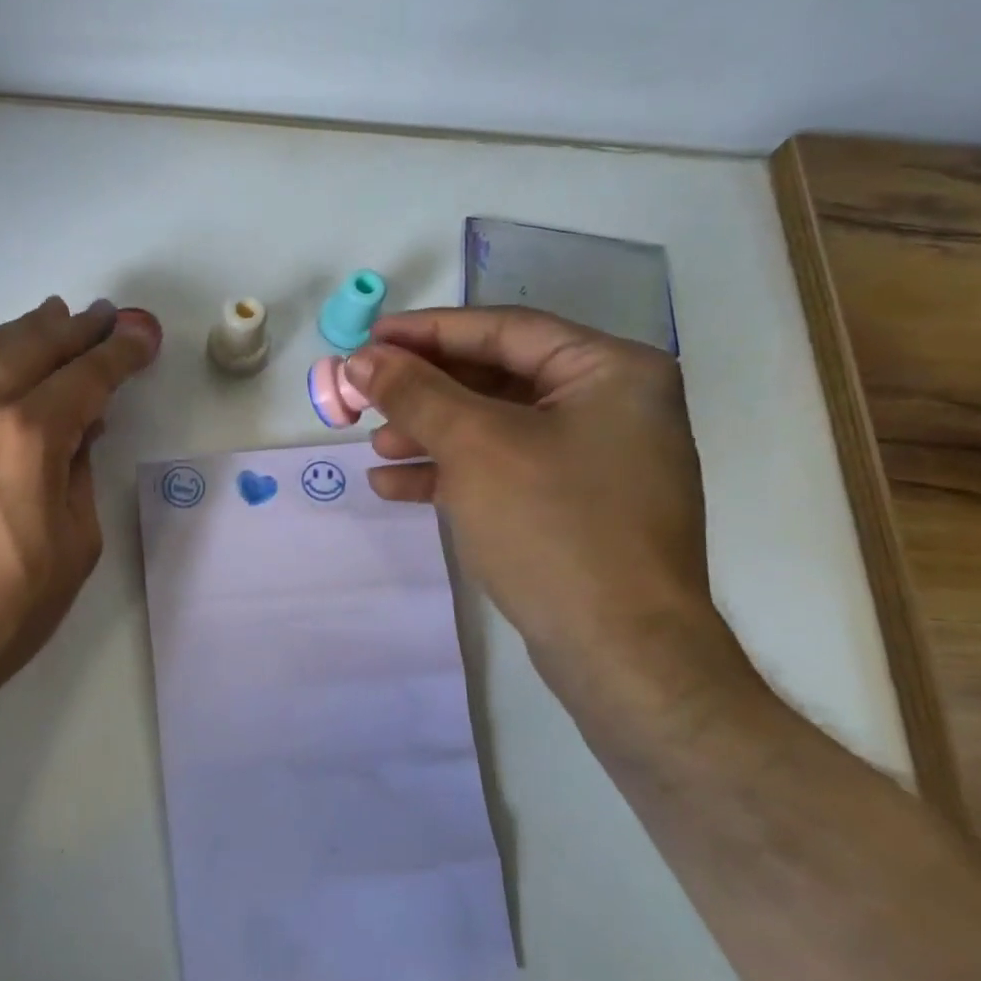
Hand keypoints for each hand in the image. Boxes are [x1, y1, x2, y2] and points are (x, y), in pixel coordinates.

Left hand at [0, 297, 160, 755]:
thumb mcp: (72, 549)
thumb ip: (78, 478)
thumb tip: (77, 434)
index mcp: (28, 437)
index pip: (86, 377)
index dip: (120, 351)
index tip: (141, 332)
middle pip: (33, 348)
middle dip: (75, 329)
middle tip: (103, 316)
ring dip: (25, 331)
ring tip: (53, 317)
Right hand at [346, 306, 726, 705]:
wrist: (619, 650)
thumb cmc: (553, 525)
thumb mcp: (475, 446)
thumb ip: (415, 392)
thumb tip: (361, 357)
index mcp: (609, 371)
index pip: (504, 330)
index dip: (428, 331)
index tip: (368, 339)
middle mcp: (609, 406)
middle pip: (495, 378)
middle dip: (423, 390)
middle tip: (363, 393)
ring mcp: (592, 460)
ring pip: (492, 427)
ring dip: (428, 433)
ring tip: (374, 446)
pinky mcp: (570, 506)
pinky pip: (500, 470)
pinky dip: (448, 474)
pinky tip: (394, 486)